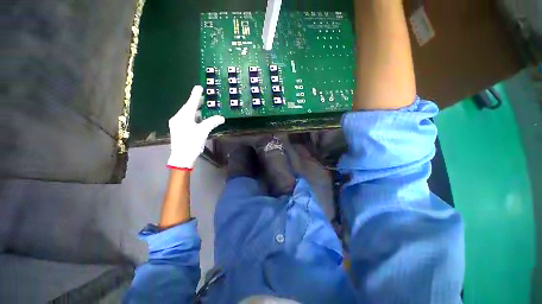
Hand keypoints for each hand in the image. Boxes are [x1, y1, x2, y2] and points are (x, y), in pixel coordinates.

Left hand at [167, 85, 224, 169]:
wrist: (181, 158)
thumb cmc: (192, 143)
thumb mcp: (203, 132)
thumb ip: (212, 122)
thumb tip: (221, 118)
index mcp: (183, 117)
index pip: (191, 103)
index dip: (196, 95)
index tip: (199, 87)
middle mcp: (178, 118)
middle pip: (188, 108)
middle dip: (196, 103)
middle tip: (203, 98)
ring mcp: (176, 124)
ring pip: (187, 114)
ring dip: (195, 111)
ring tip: (203, 108)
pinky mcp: (178, 129)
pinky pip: (186, 119)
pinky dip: (193, 117)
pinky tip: (198, 119)